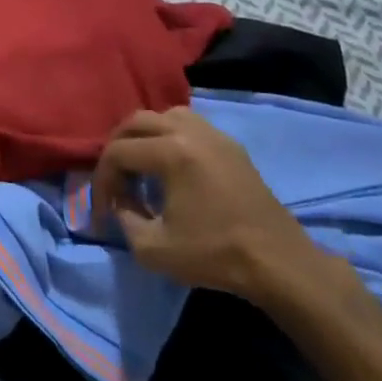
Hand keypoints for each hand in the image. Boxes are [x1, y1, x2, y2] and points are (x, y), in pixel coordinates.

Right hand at [91, 108, 333, 304]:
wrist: (280, 265)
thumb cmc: (215, 255)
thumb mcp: (153, 248)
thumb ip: (124, 219)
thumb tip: (121, 204)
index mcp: (172, 152)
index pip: (118, 153)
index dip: (102, 181)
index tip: (103, 211)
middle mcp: (191, 132)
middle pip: (136, 122)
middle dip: (117, 149)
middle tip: (114, 181)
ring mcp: (215, 136)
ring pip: (164, 116)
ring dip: (144, 136)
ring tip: (140, 165)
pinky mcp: (232, 147)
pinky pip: (190, 125)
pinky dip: (170, 136)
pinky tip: (171, 165)